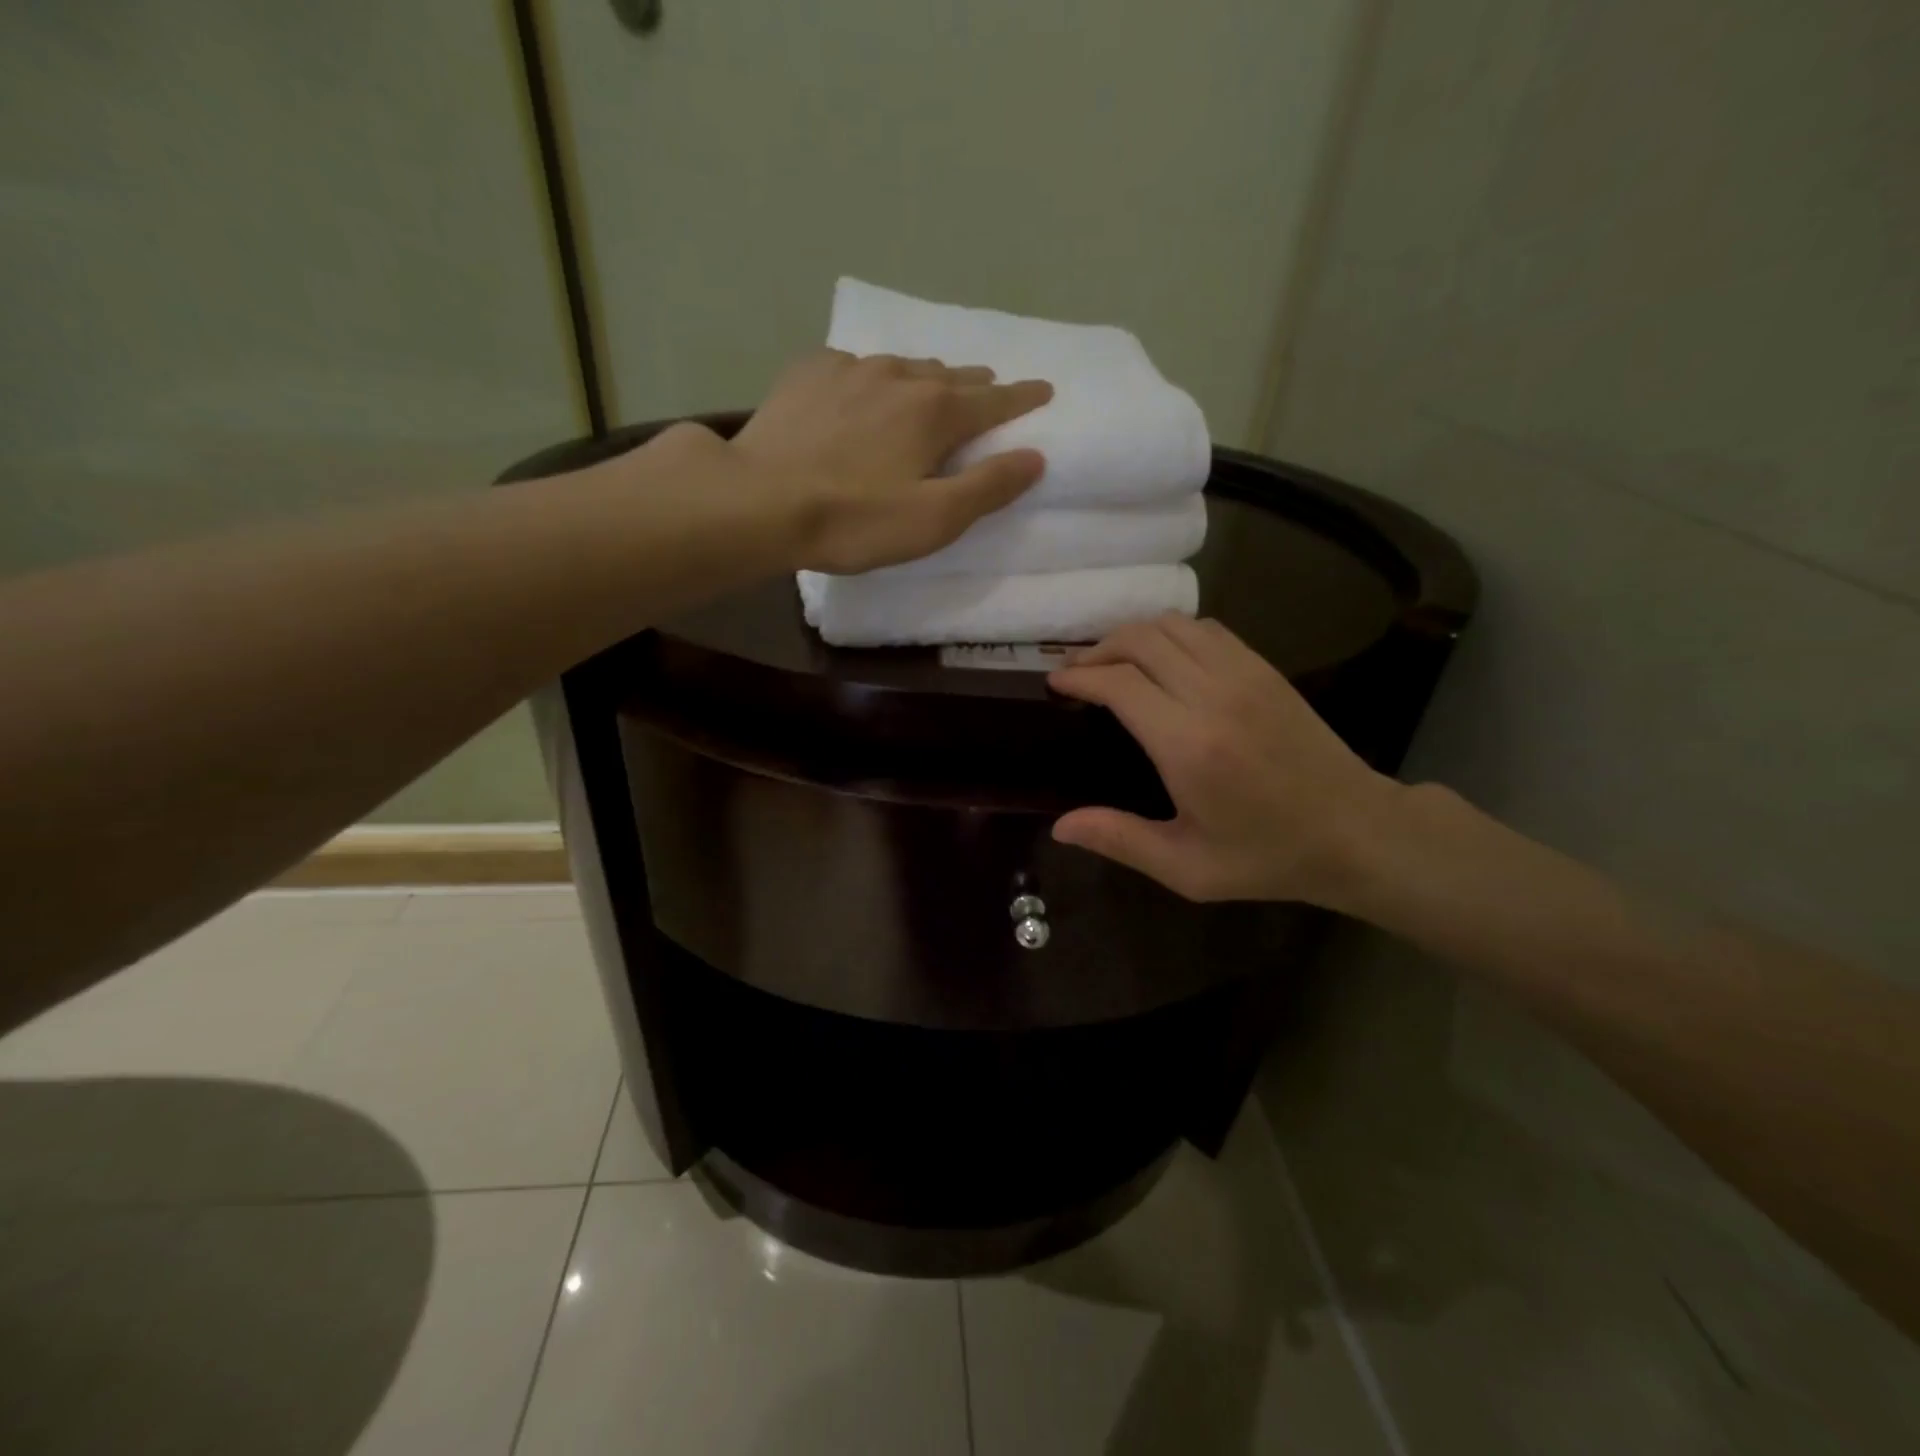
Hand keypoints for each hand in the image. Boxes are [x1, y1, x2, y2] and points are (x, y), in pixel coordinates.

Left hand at [730, 348, 1052, 574]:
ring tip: (931, 388)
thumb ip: (988, 488)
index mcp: (936, 412)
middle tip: (988, 391)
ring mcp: (850, 369)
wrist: (758, 501)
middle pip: (950, 376)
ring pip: (903, 366)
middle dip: (975, 385)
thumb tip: (1034, 457)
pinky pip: (854, 367)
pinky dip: (871, 378)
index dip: (1023, 398)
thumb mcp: (933, 519)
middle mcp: (899, 376)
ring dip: (925, 378)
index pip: (995, 401)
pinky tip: (861, 390)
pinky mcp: (808, 374)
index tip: (1044, 389)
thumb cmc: (854, 520)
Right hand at [1048, 614, 1405, 906]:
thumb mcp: (1187, 868)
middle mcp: (1213, 695)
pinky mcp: (1265, 670)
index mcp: (1188, 744)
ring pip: (1173, 625)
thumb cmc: (1266, 856)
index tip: (1055, 683)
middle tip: (1076, 671)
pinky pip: (1207, 630)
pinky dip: (1172, 632)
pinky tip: (1162, 657)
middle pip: (1140, 639)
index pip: (1119, 683)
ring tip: (1112, 661)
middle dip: (1098, 648)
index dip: (1079, 676)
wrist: (1356, 832)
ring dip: (1133, 635)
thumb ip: (1120, 840)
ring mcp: (1245, 675)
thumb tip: (1060, 826)